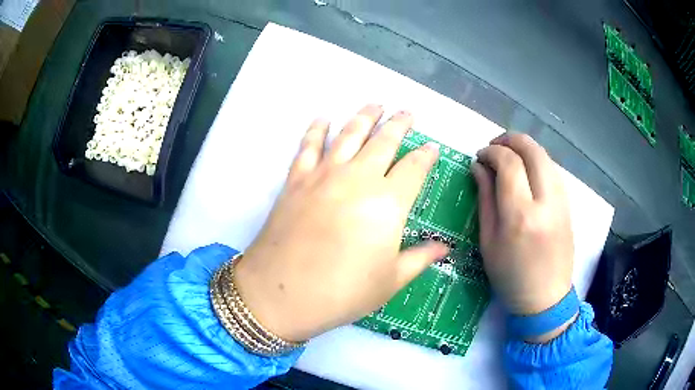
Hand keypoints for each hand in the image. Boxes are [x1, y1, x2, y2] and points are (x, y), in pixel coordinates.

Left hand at [234, 104, 448, 341]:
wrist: (281, 293)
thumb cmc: (342, 293)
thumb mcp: (390, 281)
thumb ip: (420, 258)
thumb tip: (445, 247)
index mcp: (389, 203)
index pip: (414, 168)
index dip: (426, 156)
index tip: (432, 148)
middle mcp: (358, 179)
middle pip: (383, 141)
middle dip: (399, 124)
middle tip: (406, 112)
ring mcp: (324, 175)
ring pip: (348, 134)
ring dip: (364, 116)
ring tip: (375, 104)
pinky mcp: (296, 180)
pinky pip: (308, 146)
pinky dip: (316, 129)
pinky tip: (323, 118)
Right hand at [472, 133, 575, 341]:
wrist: (545, 299)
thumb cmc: (510, 277)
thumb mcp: (488, 241)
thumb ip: (485, 199)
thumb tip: (479, 166)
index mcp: (520, 216)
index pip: (509, 163)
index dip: (492, 152)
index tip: (480, 156)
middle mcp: (546, 203)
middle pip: (532, 150)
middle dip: (511, 140)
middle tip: (495, 146)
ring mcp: (561, 202)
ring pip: (546, 157)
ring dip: (526, 148)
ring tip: (510, 157)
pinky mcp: (569, 205)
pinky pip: (553, 171)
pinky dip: (538, 162)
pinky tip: (527, 172)